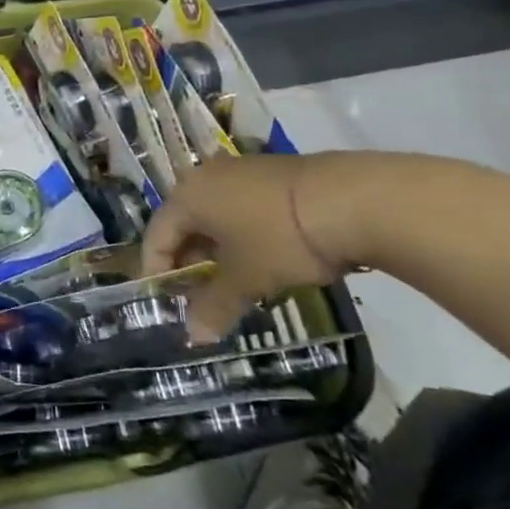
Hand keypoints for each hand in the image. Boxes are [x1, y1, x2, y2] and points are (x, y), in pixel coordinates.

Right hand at [141, 152, 363, 330]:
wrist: (353, 199)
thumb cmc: (281, 239)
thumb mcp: (246, 279)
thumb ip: (214, 307)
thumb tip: (194, 336)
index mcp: (187, 197)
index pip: (156, 236)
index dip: (157, 271)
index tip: (167, 302)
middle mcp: (205, 177)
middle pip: (185, 224)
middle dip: (190, 263)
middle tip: (202, 297)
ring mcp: (240, 171)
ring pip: (215, 216)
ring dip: (218, 250)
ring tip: (237, 282)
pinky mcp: (271, 173)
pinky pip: (241, 207)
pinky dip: (242, 234)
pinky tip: (265, 257)